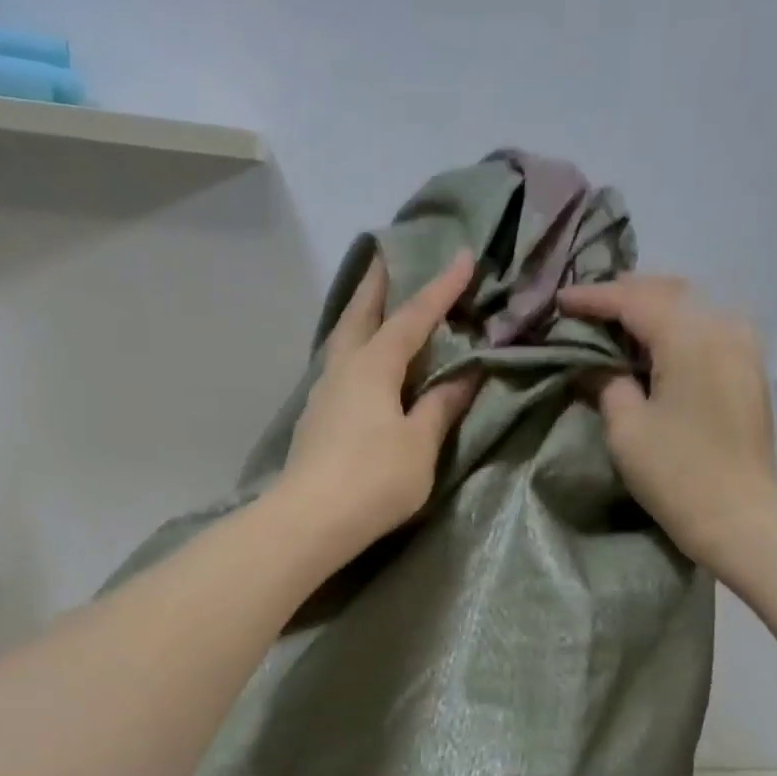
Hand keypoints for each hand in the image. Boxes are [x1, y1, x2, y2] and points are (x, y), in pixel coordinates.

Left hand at [278, 250, 480, 557]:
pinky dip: (354, 351)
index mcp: (373, 367)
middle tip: (386, 256)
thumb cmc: (374, 478)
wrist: (310, 520)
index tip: (463, 256)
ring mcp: (323, 395)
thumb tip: (466, 376)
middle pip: (359, 315)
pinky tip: (361, 365)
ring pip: (342, 341)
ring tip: (375, 307)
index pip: (412, 318)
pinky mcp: (315, 421)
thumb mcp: (420, 444)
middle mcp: (343, 370)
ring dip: (360, 316)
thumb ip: (441, 407)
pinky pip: (338, 368)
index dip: (440, 288)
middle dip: (376, 284)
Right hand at [558, 276, 776, 565]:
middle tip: (588, 306)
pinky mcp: (748, 370)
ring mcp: (742, 347)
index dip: (593, 298)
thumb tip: (593, 366)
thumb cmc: (675, 471)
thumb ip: (606, 383)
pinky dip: (677, 326)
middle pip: (668, 292)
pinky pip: (708, 328)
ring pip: (692, 306)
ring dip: (653, 307)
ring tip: (619, 320)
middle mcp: (722, 327)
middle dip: (625, 294)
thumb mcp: (626, 427)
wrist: (738, 515)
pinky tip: (656, 344)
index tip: (560, 302)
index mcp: (689, 336)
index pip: (634, 300)